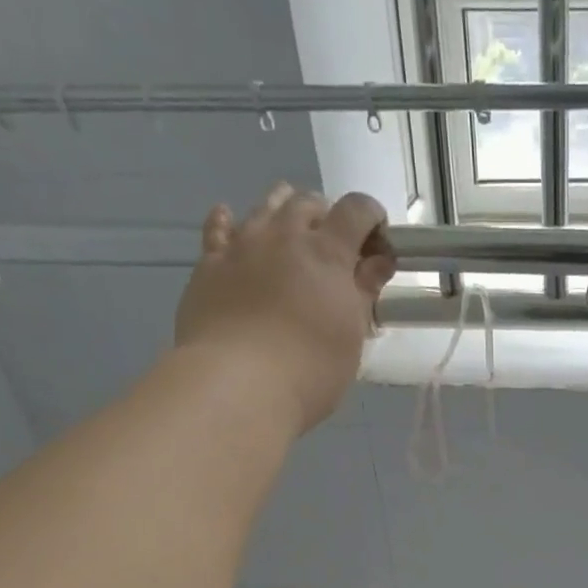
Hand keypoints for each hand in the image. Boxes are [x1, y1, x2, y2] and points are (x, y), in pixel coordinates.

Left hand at [173, 183, 398, 433]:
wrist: (237, 385)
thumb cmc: (310, 369)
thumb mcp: (351, 336)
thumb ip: (364, 292)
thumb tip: (379, 261)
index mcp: (327, 253)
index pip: (356, 210)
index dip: (371, 217)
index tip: (377, 241)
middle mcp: (284, 235)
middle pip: (307, 203)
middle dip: (327, 217)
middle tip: (335, 249)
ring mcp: (242, 245)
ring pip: (265, 207)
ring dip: (284, 212)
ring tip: (292, 235)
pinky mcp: (209, 264)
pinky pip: (218, 228)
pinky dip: (229, 221)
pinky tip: (232, 223)